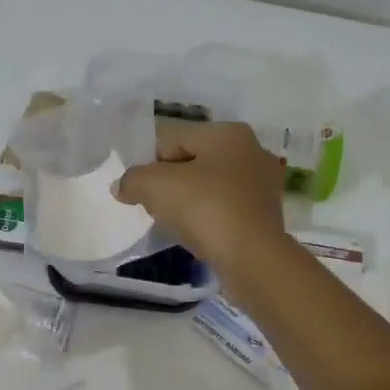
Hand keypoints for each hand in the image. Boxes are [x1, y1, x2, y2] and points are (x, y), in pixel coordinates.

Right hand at [114, 122, 287, 268]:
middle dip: (171, 185)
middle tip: (157, 209)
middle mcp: (252, 150)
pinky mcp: (267, 215)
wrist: (252, 258)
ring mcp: (264, 184)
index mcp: (228, 132)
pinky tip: (201, 236)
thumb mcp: (155, 186)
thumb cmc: (205, 208)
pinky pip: (226, 210)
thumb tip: (122, 186)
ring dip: (190, 204)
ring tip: (178, 226)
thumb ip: (132, 179)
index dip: (150, 166)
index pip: (173, 141)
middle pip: (192, 163)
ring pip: (210, 188)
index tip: (141, 193)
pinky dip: (210, 220)